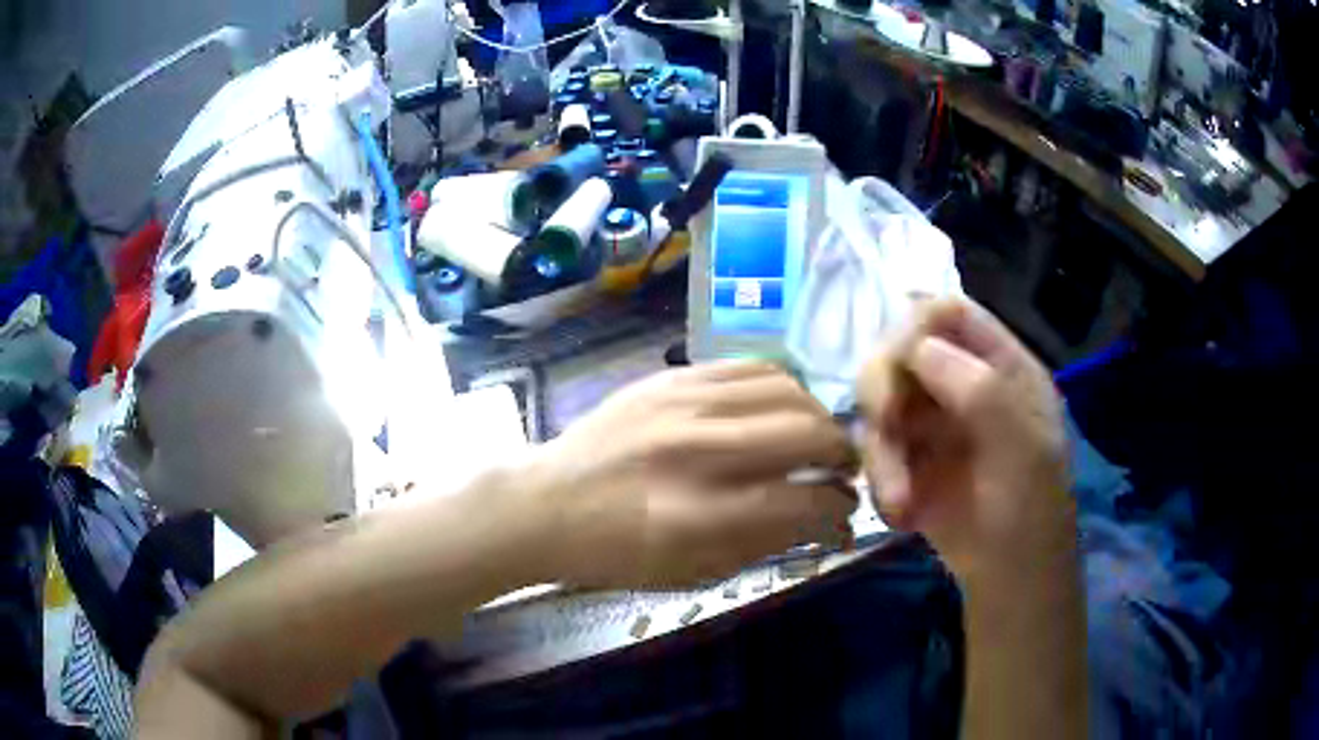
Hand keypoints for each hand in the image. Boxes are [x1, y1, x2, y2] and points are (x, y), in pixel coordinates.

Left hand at [528, 361, 857, 587]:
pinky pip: (750, 366)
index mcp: (700, 515)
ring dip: (817, 416)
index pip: (803, 501)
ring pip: (787, 390)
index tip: (845, 511)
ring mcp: (683, 403)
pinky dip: (782, 387)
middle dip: (842, 455)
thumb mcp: (691, 572)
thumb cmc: (617, 553)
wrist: (546, 503)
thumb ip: (766, 542)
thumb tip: (826, 521)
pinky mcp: (671, 378)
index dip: (838, 507)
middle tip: (842, 471)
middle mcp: (698, 450)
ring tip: (817, 438)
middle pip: (806, 434)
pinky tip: (783, 407)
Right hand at [856, 299, 1070, 586]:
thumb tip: (918, 347)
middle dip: (884, 386)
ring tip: (899, 501)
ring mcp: (931, 421)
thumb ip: (983, 391)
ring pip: (877, 401)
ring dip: (880, 451)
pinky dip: (878, 479)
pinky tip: (901, 515)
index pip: (948, 313)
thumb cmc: (1032, 512)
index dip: (917, 327)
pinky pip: (871, 447)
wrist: (1010, 579)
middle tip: (887, 427)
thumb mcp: (1025, 451)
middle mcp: (960, 383)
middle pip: (900, 349)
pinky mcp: (906, 459)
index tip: (900, 368)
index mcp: (1000, 367)